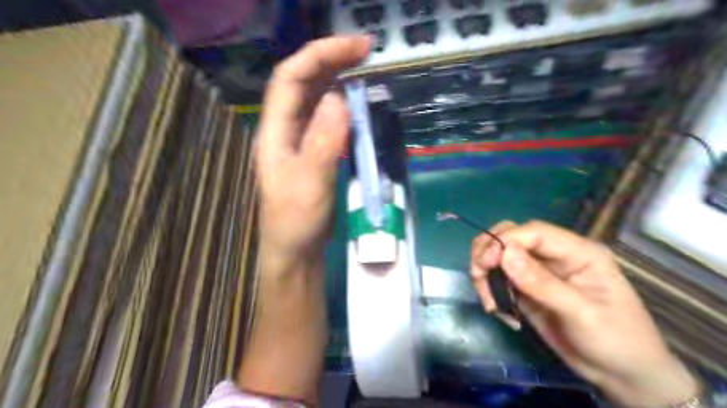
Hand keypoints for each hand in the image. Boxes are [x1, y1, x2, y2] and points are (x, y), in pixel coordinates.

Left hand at [240, 36, 369, 404]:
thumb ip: (323, 142)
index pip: (291, 78)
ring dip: (337, 79)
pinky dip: (343, 106)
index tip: (357, 47)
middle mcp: (285, 130)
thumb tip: (339, 98)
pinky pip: (327, 120)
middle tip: (367, 51)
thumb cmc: (296, 222)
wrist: (296, 252)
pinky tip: (357, 105)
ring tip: (364, 70)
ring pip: (315, 99)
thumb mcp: (309, 184)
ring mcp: (300, 141)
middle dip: (332, 60)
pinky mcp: (315, 153)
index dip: (320, 55)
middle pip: (303, 82)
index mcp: (275, 132)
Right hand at [468, 222, 701, 405]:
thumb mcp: (582, 313)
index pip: (533, 231)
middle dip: (488, 251)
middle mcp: (554, 255)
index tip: (487, 263)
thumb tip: (504, 254)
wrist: (621, 375)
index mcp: (577, 251)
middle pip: (510, 235)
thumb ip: (542, 283)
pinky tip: (498, 309)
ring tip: (490, 302)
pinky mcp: (526, 288)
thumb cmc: (616, 341)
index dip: (505, 241)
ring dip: (485, 272)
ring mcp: (538, 271)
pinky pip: (499, 278)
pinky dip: (490, 289)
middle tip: (479, 277)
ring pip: (499, 255)